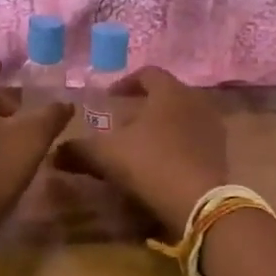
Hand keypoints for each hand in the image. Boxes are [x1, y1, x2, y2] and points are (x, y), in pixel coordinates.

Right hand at [55, 66, 229, 229]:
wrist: (199, 202)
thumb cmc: (151, 164)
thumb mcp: (106, 155)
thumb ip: (79, 150)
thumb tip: (54, 153)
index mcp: (170, 91)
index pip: (148, 73)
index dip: (126, 82)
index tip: (110, 96)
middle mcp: (196, 102)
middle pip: (167, 95)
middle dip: (144, 106)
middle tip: (123, 122)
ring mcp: (213, 128)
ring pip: (182, 118)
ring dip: (162, 127)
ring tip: (141, 145)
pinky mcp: (221, 153)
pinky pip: (194, 140)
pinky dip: (177, 145)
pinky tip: (162, 164)